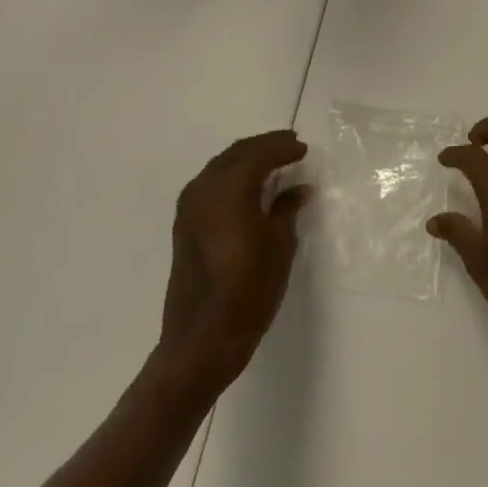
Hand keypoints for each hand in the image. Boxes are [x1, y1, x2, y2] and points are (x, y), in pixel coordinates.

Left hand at [158, 131, 310, 393]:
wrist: (201, 340)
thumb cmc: (248, 290)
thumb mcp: (279, 245)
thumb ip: (287, 209)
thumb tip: (298, 189)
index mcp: (229, 189)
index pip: (259, 153)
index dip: (283, 147)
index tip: (303, 148)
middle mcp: (204, 189)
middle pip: (236, 153)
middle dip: (264, 146)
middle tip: (290, 146)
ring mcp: (189, 207)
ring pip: (221, 166)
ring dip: (246, 159)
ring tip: (272, 163)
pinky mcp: (184, 225)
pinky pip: (210, 184)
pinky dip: (231, 176)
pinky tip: (247, 187)